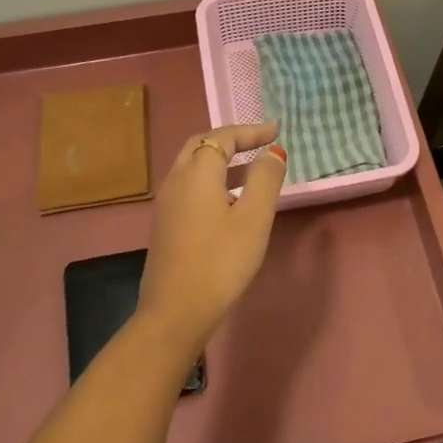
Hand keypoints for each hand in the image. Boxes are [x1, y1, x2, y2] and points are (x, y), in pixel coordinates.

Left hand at [136, 123, 286, 350]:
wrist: (175, 311)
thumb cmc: (221, 261)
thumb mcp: (253, 218)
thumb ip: (265, 180)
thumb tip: (272, 152)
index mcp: (197, 173)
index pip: (222, 137)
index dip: (250, 131)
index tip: (276, 131)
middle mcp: (176, 181)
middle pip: (201, 146)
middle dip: (231, 140)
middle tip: (259, 142)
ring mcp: (166, 204)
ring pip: (193, 167)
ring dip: (221, 161)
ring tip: (252, 170)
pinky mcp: (165, 225)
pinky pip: (189, 187)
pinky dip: (212, 180)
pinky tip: (230, 202)